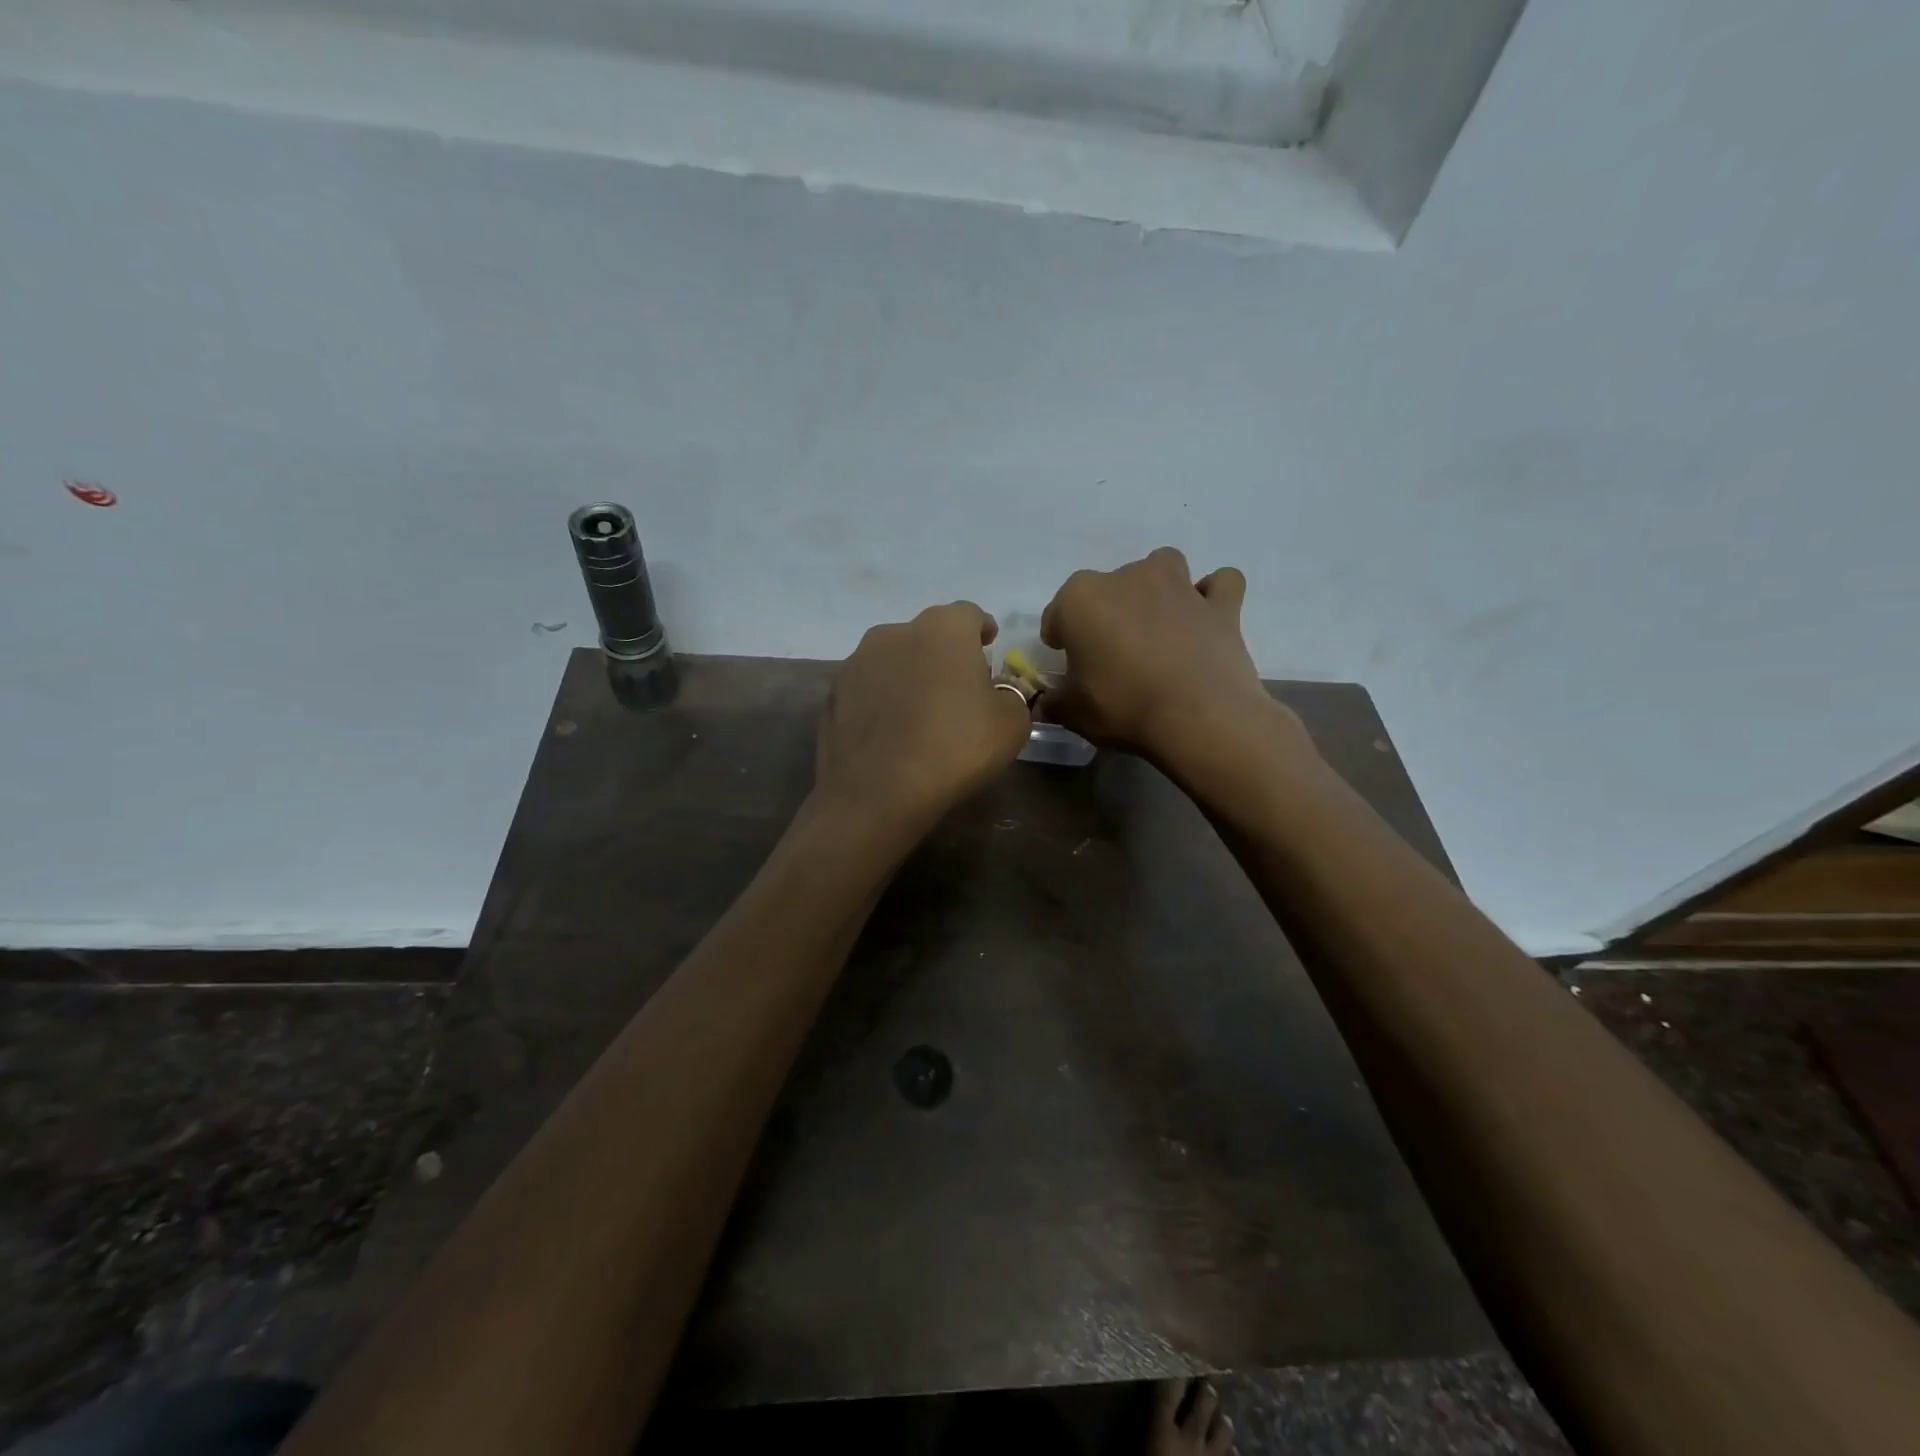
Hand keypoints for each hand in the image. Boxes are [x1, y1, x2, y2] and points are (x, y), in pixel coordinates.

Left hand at [814, 602, 1031, 839]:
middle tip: (958, 685)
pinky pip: (868, 689)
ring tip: (921, 709)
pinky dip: (882, 700)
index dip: (981, 628)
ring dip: (909, 674)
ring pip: (893, 658)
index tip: (989, 644)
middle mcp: (895, 632)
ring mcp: (856, 662)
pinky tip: (891, 729)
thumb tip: (995, 692)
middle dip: (944, 653)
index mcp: (943, 629)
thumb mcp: (1011, 724)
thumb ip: (1010, 696)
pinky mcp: (833, 694)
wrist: (877, 791)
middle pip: (927, 634)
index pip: (968, 614)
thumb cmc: (955, 747)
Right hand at [1040, 548, 1306, 768]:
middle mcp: (1128, 579)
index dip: (1061, 636)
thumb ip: (1056, 702)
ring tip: (1157, 624)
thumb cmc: (1123, 708)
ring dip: (1157, 587)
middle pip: (1109, 587)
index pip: (1058, 612)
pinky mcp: (1221, 604)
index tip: (1068, 661)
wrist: (1199, 718)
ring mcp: (1178, 585)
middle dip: (1108, 613)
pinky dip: (1213, 596)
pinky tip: (1206, 618)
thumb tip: (1046, 703)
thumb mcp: (1075, 713)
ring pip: (1162, 566)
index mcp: (1081, 600)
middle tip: (1113, 653)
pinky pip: (1220, 585)